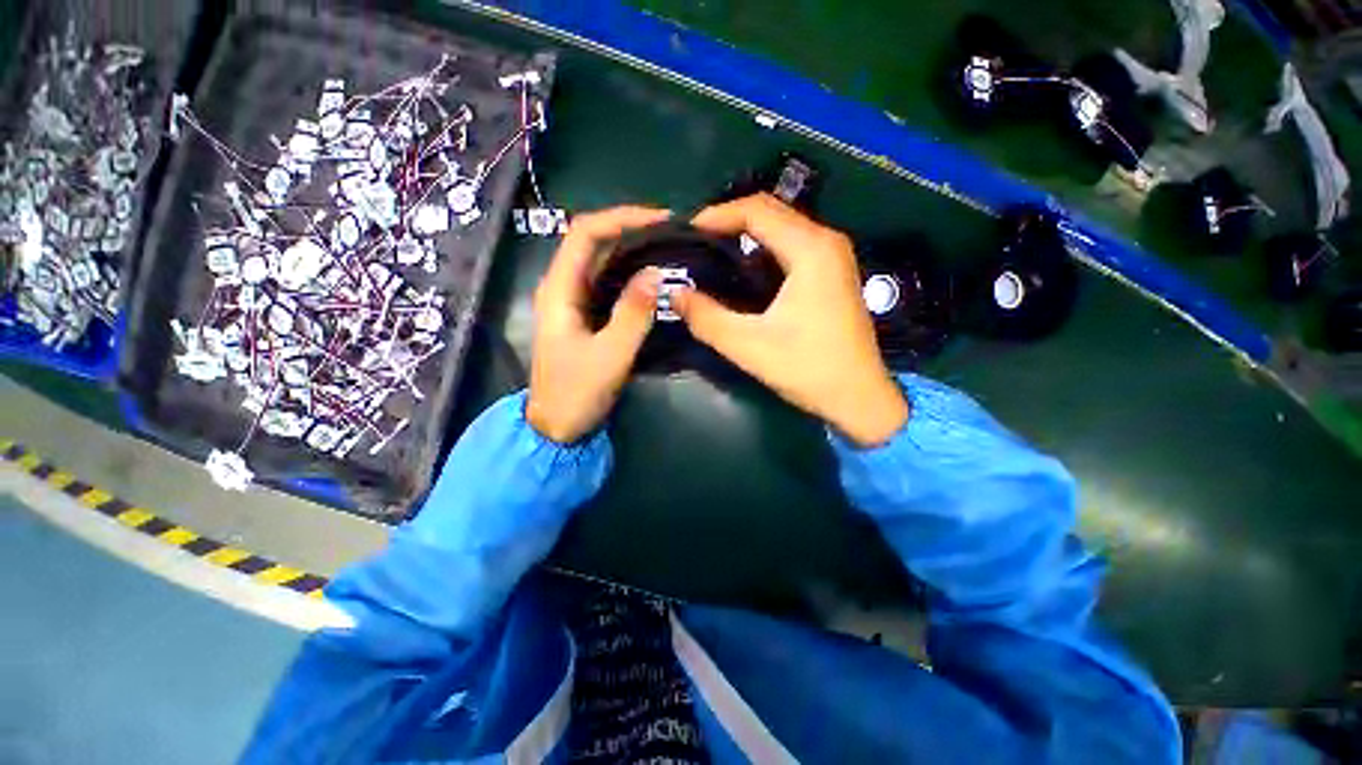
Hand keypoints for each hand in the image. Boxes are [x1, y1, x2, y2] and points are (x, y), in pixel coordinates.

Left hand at [526, 205, 671, 443]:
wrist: (557, 426)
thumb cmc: (577, 393)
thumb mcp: (610, 355)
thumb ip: (633, 314)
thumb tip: (655, 272)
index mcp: (559, 290)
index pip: (585, 233)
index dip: (621, 218)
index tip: (660, 219)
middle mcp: (562, 287)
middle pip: (591, 241)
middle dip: (629, 229)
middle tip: (670, 231)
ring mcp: (572, 301)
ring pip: (600, 261)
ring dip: (630, 248)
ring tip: (666, 246)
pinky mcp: (584, 315)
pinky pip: (606, 282)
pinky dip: (628, 272)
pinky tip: (650, 274)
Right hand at [674, 194, 908, 447]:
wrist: (859, 398)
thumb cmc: (808, 369)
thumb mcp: (749, 346)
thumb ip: (706, 318)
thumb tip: (674, 295)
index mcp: (810, 250)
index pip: (756, 210)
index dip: (717, 215)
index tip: (687, 231)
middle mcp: (826, 241)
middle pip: (771, 211)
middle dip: (729, 221)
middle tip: (696, 242)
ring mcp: (834, 256)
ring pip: (782, 227)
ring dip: (746, 234)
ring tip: (713, 252)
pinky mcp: (833, 273)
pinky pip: (792, 245)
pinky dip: (764, 249)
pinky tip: (743, 270)